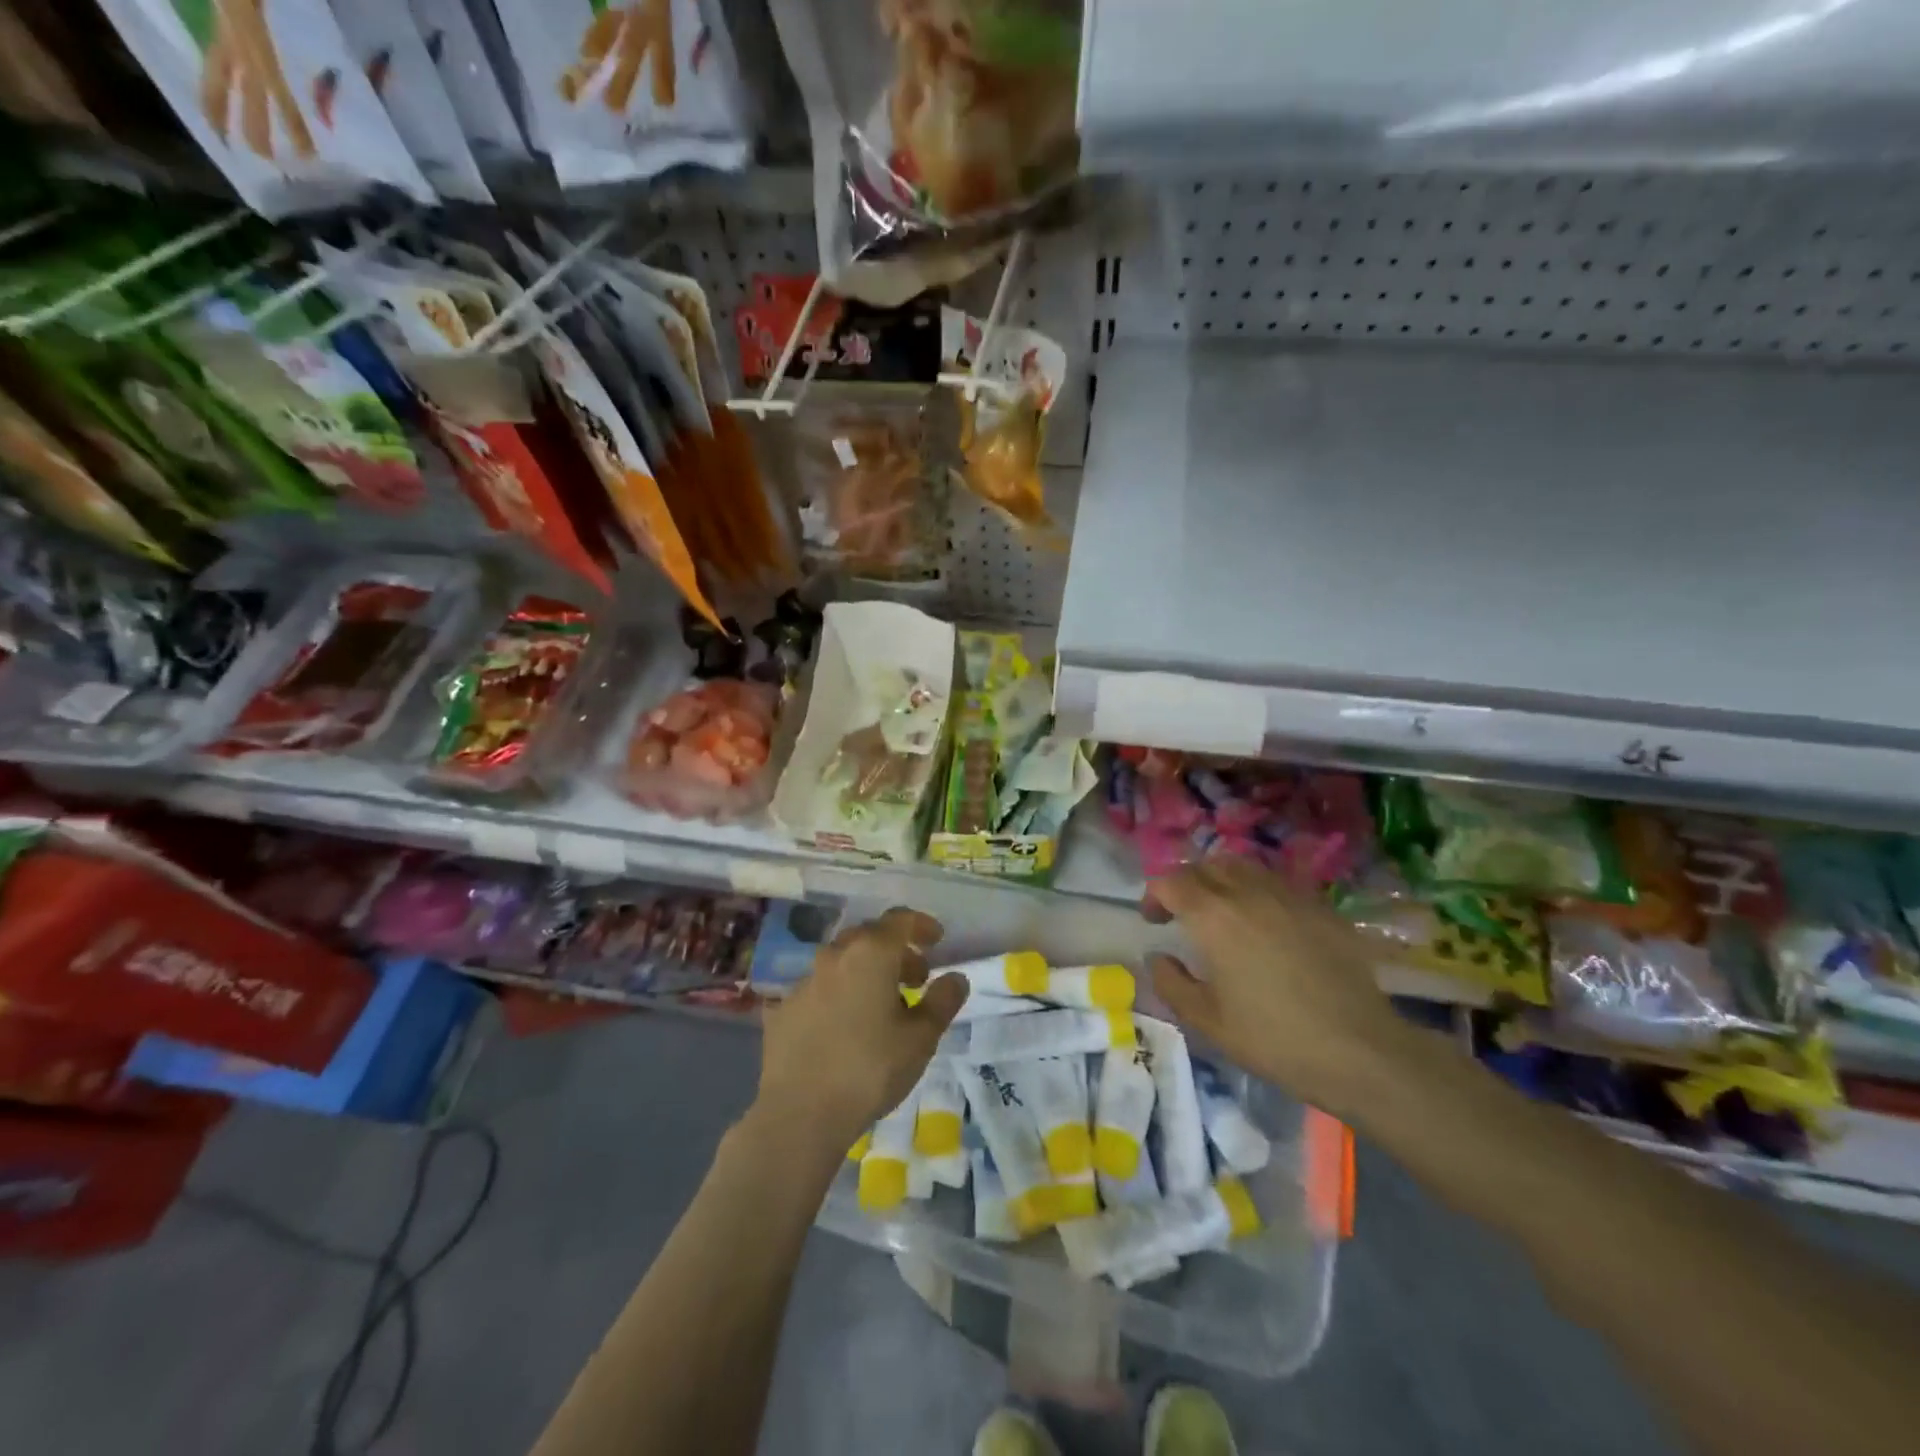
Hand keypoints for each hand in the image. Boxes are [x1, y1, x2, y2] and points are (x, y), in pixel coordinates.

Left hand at [755, 907, 968, 1153]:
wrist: (799, 1112)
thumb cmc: (870, 1069)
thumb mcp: (920, 1038)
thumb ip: (942, 1001)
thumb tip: (956, 977)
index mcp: (870, 953)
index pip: (900, 920)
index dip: (921, 925)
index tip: (936, 940)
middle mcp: (834, 956)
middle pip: (869, 937)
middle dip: (895, 951)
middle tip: (915, 979)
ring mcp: (804, 981)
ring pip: (841, 962)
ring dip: (865, 973)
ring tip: (881, 1006)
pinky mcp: (783, 1008)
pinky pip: (819, 989)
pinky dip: (838, 995)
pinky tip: (844, 1027)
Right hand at [1145, 859, 1413, 1118]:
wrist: (1360, 1050)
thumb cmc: (1273, 1039)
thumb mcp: (1206, 1021)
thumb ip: (1171, 983)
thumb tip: (1158, 956)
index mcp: (1213, 917)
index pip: (1171, 882)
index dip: (1154, 895)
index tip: (1153, 920)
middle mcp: (1248, 893)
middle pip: (1206, 866)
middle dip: (1186, 883)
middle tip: (1182, 912)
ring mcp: (1289, 896)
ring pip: (1244, 867)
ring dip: (1221, 880)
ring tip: (1222, 911)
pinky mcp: (1321, 908)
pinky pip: (1278, 884)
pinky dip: (1258, 892)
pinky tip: (1266, 925)